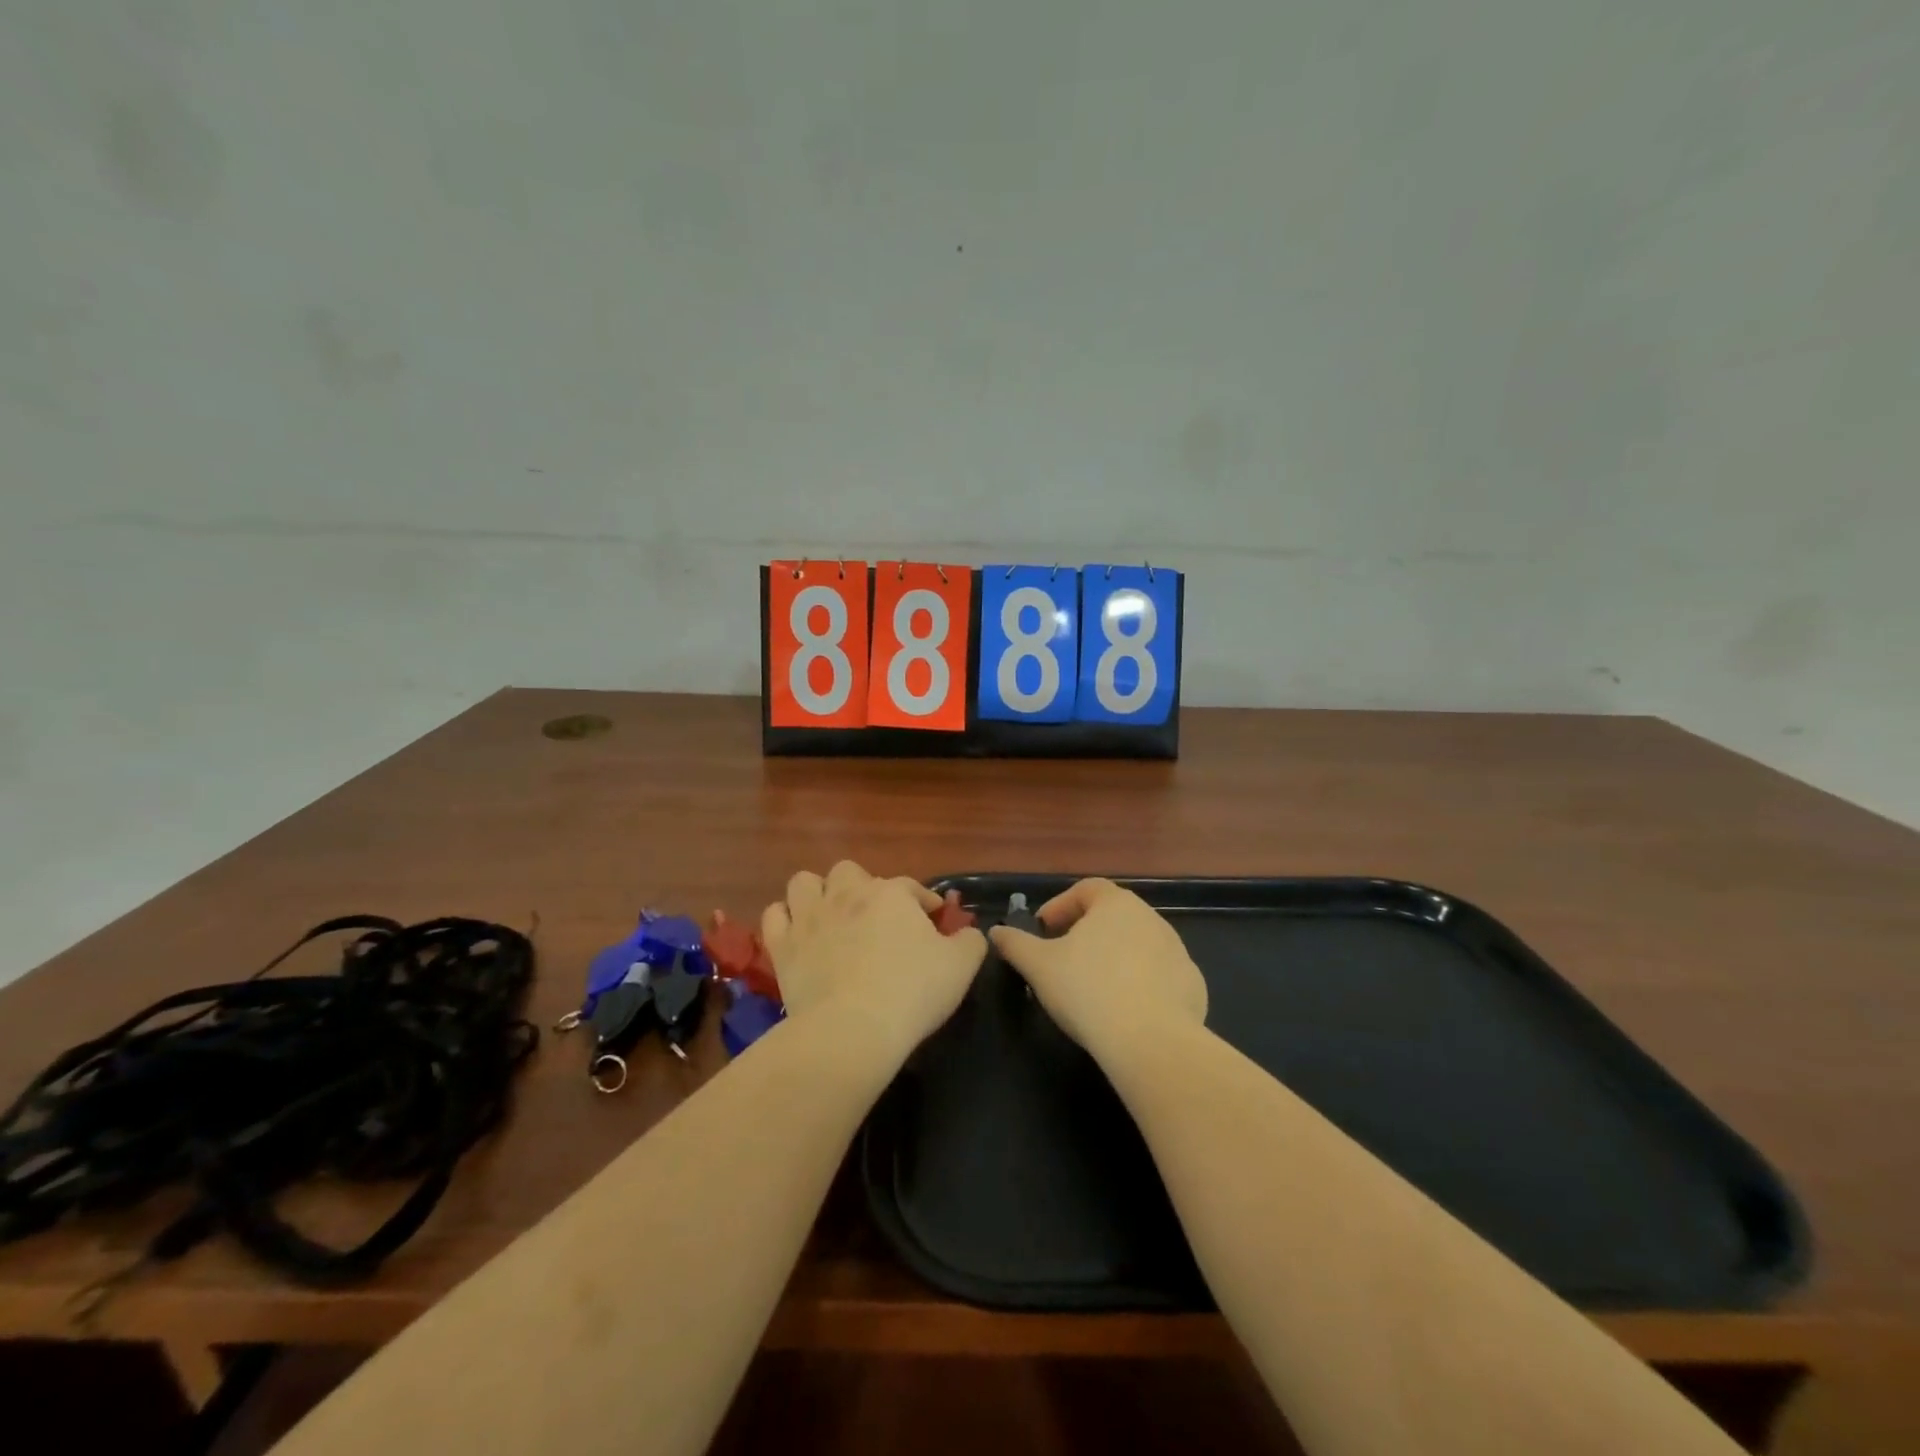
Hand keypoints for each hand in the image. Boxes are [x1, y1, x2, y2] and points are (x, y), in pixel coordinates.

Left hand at [762, 861, 987, 1065]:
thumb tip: (968, 932)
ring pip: (804, 882)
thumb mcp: (961, 967)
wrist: (852, 1029)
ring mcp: (809, 917)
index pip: (911, 887)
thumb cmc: (912, 992)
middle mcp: (847, 894)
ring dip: (817, 894)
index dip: (924, 902)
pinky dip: (785, 920)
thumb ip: (970, 942)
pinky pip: (774, 916)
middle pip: (849, 871)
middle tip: (874, 918)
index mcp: (891, 894)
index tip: (933, 922)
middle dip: (862, 887)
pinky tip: (797, 935)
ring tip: (829, 918)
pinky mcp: (782, 945)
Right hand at [988, 878, 1206, 1063]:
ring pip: (1138, 945)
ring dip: (1115, 958)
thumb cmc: (1088, 990)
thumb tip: (996, 932)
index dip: (1061, 905)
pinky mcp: (1192, 985)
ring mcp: (1177, 952)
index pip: (1086, 889)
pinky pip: (1159, 976)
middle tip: (1063, 959)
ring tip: (1093, 988)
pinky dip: (1141, 985)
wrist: (1151, 1042)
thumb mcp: (1038, 966)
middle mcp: (1151, 918)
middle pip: (1113, 916)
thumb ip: (1015, 944)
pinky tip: (1124, 1012)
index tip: (1043, 930)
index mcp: (1116, 904)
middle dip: (1086, 932)